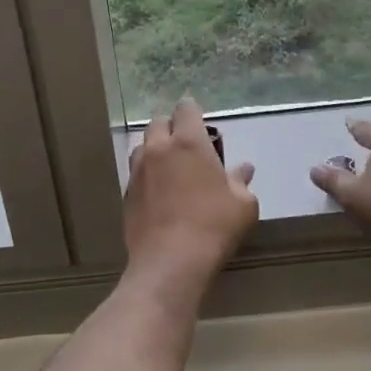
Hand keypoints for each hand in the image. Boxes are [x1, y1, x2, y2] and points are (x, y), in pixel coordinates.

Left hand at [124, 98, 258, 302]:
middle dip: (171, 127)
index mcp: (188, 142)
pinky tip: (158, 191)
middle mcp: (159, 149)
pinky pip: (136, 172)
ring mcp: (138, 170)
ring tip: (169, 166)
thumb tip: (244, 169)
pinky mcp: (126, 193)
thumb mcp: (243, 205)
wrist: (170, 261)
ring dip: (155, 148)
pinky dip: (146, 173)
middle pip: (158, 123)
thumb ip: (241, 182)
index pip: (185, 109)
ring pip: (143, 146)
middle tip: (186, 144)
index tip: (199, 119)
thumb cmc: (214, 226)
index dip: (192, 111)